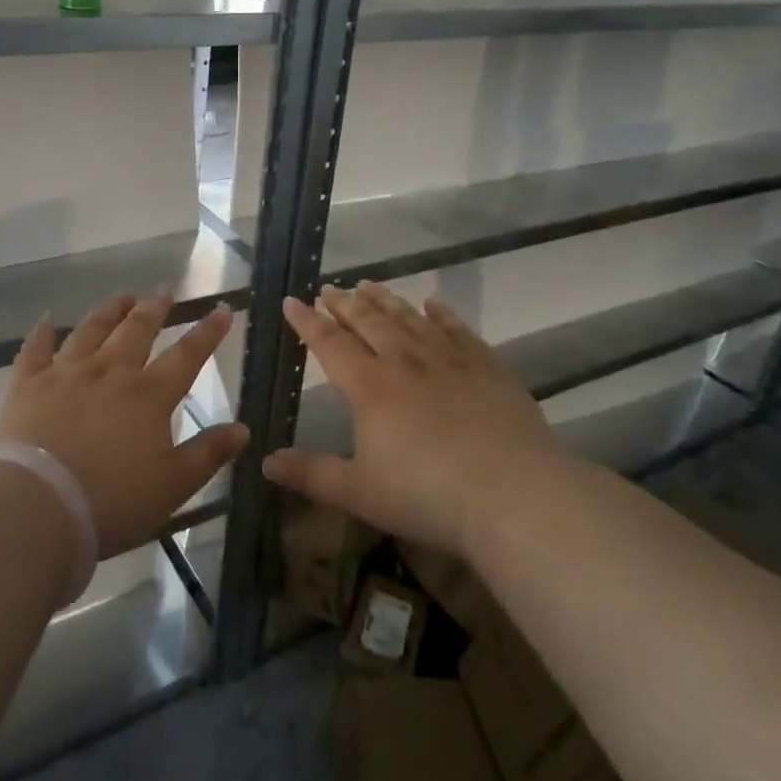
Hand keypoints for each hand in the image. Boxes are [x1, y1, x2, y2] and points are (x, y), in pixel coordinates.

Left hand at [0, 291, 248, 558]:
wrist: (36, 506)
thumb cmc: (112, 501)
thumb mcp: (173, 485)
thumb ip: (208, 453)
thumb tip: (244, 428)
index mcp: (148, 395)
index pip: (187, 356)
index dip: (207, 332)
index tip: (221, 309)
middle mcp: (110, 372)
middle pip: (136, 331)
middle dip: (154, 309)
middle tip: (163, 293)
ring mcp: (66, 374)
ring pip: (91, 331)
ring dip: (109, 311)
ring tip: (122, 297)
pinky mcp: (28, 385)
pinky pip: (35, 350)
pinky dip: (41, 333)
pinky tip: (46, 319)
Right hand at [263, 283, 563, 556]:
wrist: (514, 494)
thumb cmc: (427, 495)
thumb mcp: (359, 492)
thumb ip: (312, 474)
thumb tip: (267, 462)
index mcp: (370, 386)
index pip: (330, 343)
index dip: (307, 322)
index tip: (292, 301)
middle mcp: (405, 361)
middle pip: (368, 321)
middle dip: (344, 304)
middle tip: (330, 289)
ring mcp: (449, 360)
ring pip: (409, 318)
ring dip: (385, 300)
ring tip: (369, 285)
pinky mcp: (487, 367)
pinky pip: (457, 329)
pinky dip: (442, 313)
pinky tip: (433, 303)